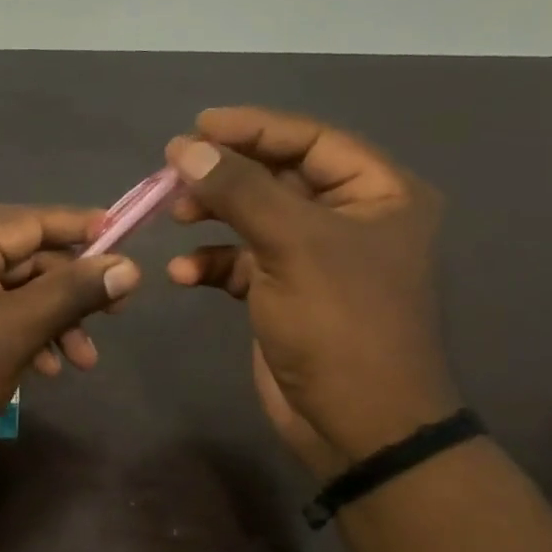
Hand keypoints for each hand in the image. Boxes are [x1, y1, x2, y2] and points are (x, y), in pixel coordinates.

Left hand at [0, 206, 141, 464]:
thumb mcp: (15, 331)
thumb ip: (72, 293)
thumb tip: (130, 268)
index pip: (28, 221)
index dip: (81, 228)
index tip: (126, 237)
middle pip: (24, 257)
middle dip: (69, 293)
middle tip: (116, 316)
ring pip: (13, 288)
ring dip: (51, 320)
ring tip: (82, 361)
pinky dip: (23, 331)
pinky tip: (47, 366)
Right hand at [164, 107, 458, 473]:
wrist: (357, 425)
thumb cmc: (341, 324)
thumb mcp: (292, 245)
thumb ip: (239, 189)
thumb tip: (186, 147)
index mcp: (377, 193)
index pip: (309, 140)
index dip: (253, 128)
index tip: (196, 126)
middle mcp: (349, 218)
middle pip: (276, 176)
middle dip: (224, 175)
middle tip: (173, 175)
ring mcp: (314, 258)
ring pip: (253, 218)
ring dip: (212, 216)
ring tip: (175, 217)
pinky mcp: (284, 293)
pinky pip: (241, 263)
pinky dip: (211, 263)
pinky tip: (183, 274)